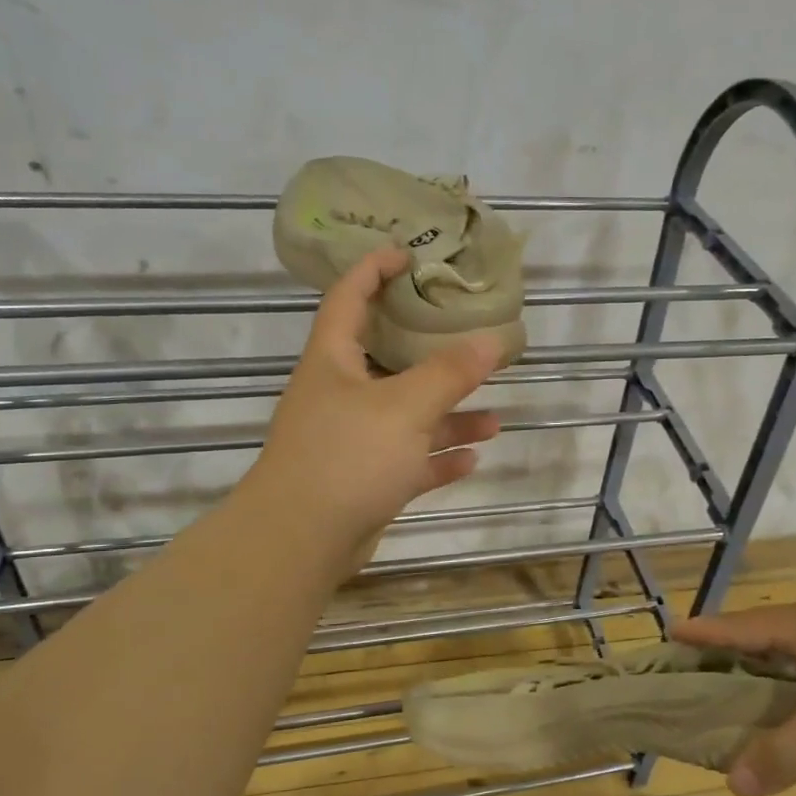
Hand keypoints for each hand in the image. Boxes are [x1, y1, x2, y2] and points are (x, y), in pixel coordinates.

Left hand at [244, 247, 502, 575]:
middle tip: (469, 337)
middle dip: (430, 352)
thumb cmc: (347, 456)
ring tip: (494, 417)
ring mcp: (351, 440)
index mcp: (333, 360)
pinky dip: (437, 458)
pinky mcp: (363, 481)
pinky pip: (407, 461)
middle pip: (387, 360)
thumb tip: (492, 340)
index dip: (374, 269)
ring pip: (407, 417)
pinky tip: (472, 458)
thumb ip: (449, 373)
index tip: (409, 255)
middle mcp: (339, 394)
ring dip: (448, 416)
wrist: (301, 540)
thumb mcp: (404, 407)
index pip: (349, 298)